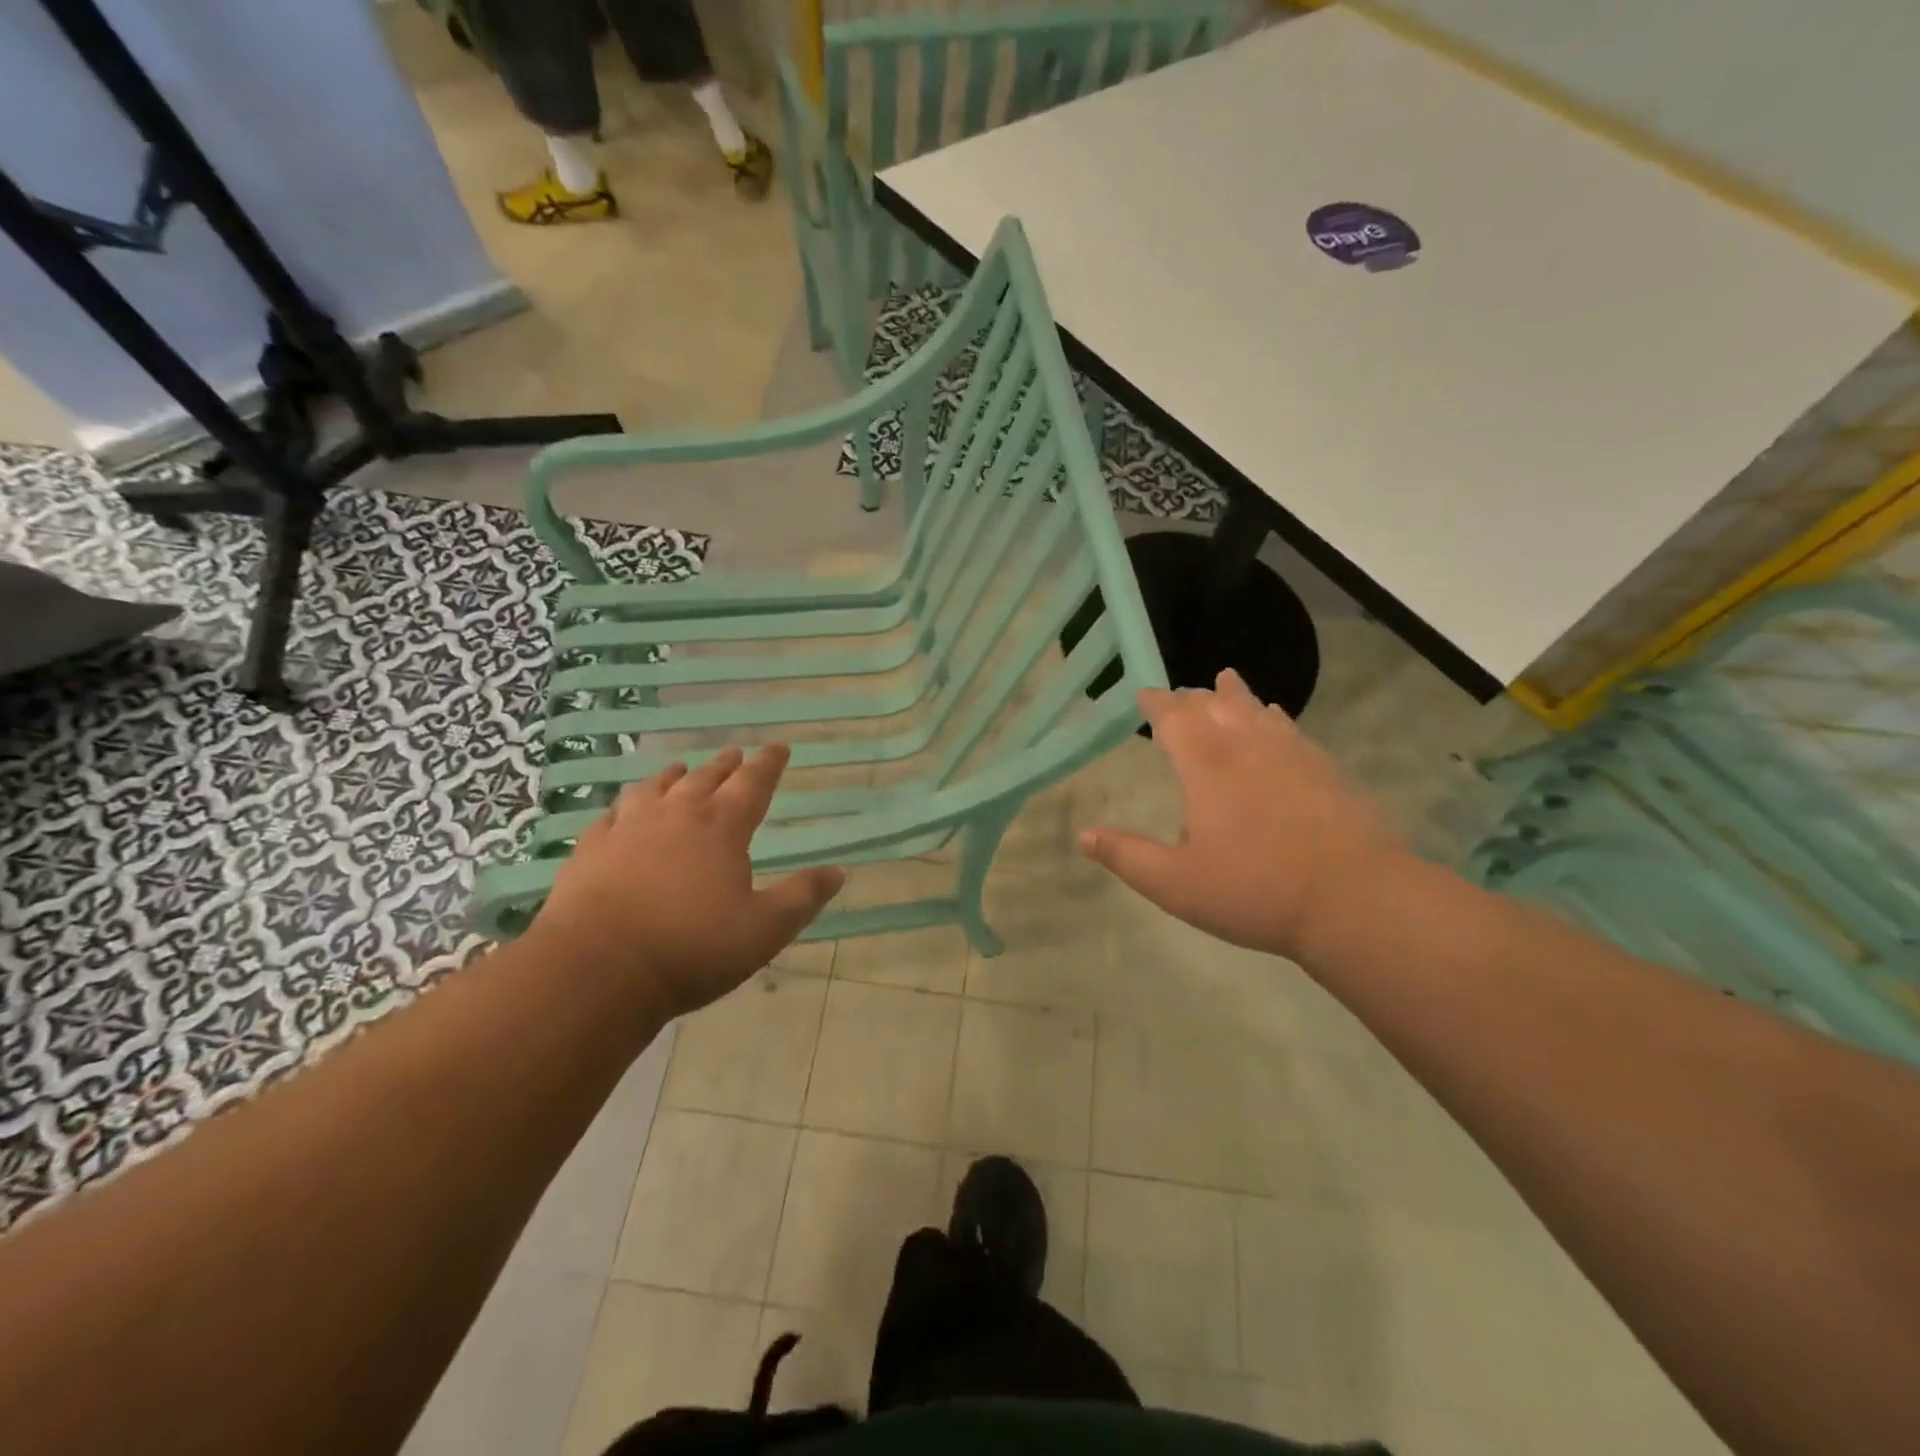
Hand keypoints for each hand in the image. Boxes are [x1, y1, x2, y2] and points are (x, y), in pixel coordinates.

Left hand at [531, 745, 844, 1021]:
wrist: (597, 969)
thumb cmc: (692, 948)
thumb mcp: (764, 929)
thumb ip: (803, 897)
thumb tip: (838, 871)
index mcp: (722, 827)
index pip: (753, 784)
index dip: (769, 764)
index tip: (779, 748)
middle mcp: (676, 815)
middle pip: (705, 778)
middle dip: (725, 765)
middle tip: (735, 753)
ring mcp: (627, 828)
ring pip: (655, 788)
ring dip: (673, 776)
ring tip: (680, 769)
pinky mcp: (590, 849)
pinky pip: (612, 814)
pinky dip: (625, 805)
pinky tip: (623, 811)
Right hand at [1080, 669, 1409, 963]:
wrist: (1355, 899)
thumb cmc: (1254, 891)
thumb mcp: (1175, 884)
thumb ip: (1127, 856)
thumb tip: (1084, 835)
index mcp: (1206, 766)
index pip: (1174, 717)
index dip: (1157, 702)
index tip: (1145, 693)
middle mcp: (1246, 746)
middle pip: (1215, 705)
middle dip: (1192, 697)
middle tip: (1179, 695)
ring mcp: (1291, 753)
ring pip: (1256, 709)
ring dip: (1234, 695)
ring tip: (1225, 681)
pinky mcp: (1325, 768)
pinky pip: (1290, 727)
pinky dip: (1272, 716)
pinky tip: (1275, 720)